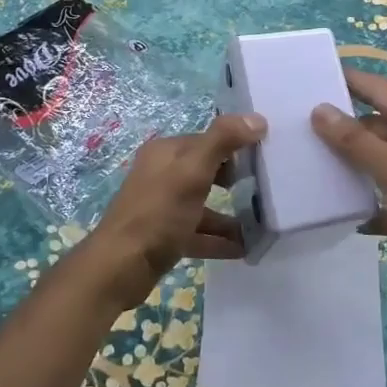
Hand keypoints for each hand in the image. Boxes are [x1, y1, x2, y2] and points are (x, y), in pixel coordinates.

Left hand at [75, 112, 267, 308]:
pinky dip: (219, 239)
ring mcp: (162, 207)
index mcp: (165, 153)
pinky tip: (245, 248)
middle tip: (265, 188)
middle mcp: (162, 175)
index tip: (266, 156)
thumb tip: (257, 119)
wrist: (120, 267)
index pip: (207, 140)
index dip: (235, 145)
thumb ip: (223, 141)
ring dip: (230, 215)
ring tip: (261, 223)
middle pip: (205, 171)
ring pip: (203, 205)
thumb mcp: (192, 172)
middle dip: (234, 178)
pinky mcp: (164, 236)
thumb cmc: (158, 213)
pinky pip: (198, 232)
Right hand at [311, 68, 386, 289]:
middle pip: (372, 125)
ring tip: (297, 155)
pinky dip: (353, 196)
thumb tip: (319, 109)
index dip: (348, 80)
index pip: (380, 90)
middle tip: (291, 121)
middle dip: (337, 125)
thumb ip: (356, 140)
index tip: (310, 73)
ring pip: (370, 159)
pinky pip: (373, 192)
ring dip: (342, 162)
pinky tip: (321, 198)